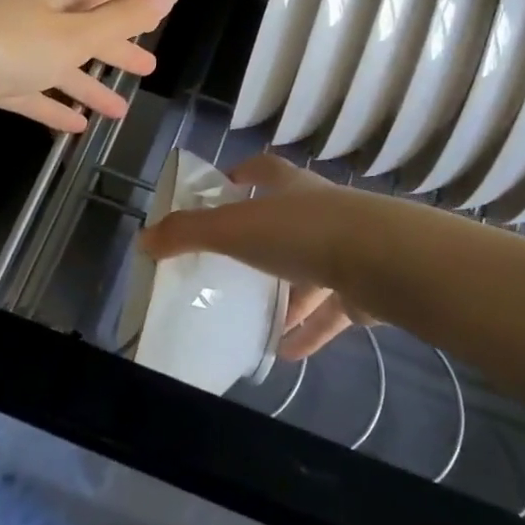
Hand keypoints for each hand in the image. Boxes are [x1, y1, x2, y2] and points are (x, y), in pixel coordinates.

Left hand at [0, 0, 179, 132]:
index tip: (151, 28)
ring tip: (120, 112)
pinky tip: (74, 128)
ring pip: (58, 68)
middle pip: (82, 33)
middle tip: (146, 70)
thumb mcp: (73, 34)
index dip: (127, 13)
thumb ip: (124, 18)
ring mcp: (8, 50)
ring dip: (87, 87)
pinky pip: (30, 93)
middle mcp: (33, 18)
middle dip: (113, 51)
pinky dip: (53, 107)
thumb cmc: (3, 45)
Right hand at [140, 153, 374, 358]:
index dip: (243, 176)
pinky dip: (309, 330)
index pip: (263, 171)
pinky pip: (329, 311)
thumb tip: (143, 239)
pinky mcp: (362, 289)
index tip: (223, 190)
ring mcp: (345, 249)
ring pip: (309, 271)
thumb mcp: (235, 228)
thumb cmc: (302, 232)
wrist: (381, 260)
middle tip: (231, 268)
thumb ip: (189, 232)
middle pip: (286, 222)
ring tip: (256, 320)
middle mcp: (319, 211)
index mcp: (290, 188)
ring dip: (286, 295)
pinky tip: (286, 353)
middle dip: (261, 245)